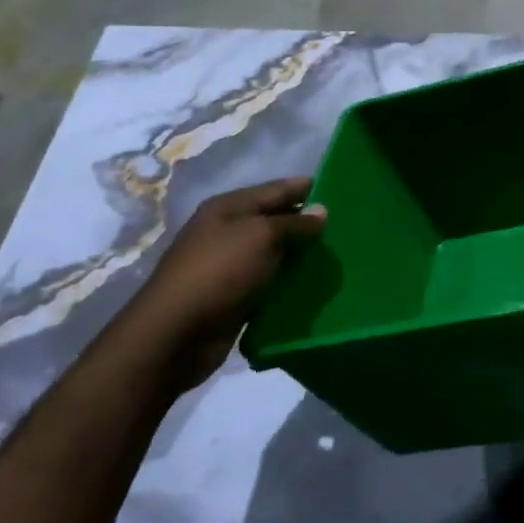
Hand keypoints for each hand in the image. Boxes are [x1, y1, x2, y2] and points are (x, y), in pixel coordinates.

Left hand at [121, 177, 325, 391]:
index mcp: (229, 208)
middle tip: (348, 228)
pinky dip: (289, 284)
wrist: (175, 335)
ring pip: (275, 254)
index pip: (276, 189)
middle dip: (307, 224)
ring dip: (301, 256)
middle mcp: (227, 231)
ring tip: (338, 257)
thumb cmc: (219, 272)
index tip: (342, 190)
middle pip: (275, 221)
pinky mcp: (234, 296)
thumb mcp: (261, 237)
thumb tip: (322, 211)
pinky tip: (315, 286)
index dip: (306, 187)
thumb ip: (294, 223)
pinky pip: (269, 283)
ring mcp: (229, 266)